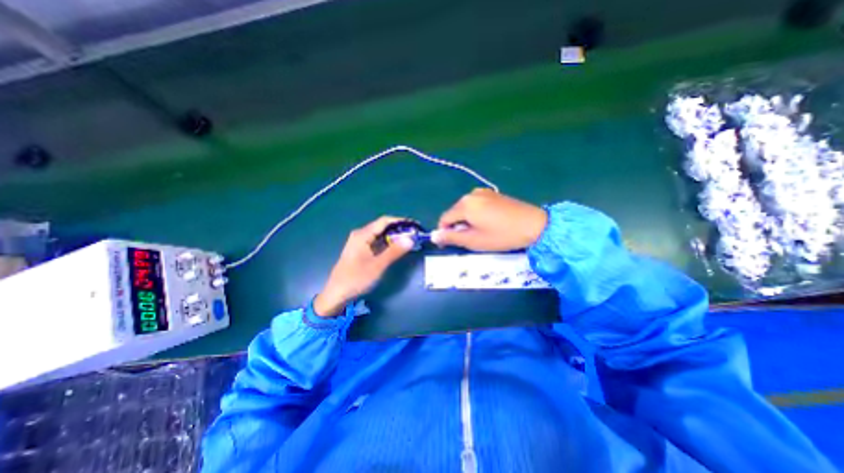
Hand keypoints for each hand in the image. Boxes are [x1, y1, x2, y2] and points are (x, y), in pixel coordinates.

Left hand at [311, 216, 414, 315]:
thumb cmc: (356, 279)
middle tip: (415, 235)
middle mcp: (361, 235)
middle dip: (399, 230)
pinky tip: (397, 248)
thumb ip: (394, 251)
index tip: (415, 226)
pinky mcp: (361, 251)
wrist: (336, 294)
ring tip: (410, 241)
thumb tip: (410, 239)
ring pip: (381, 235)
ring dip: (395, 237)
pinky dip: (388, 244)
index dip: (401, 222)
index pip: (385, 221)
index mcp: (362, 235)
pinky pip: (377, 243)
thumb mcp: (377, 265)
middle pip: (383, 227)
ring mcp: (360, 243)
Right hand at [434, 189, 546, 252]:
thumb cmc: (502, 235)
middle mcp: (471, 194)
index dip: (445, 232)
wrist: (535, 224)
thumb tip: (433, 236)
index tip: (453, 244)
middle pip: (454, 213)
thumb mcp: (474, 240)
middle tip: (471, 240)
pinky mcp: (493, 194)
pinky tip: (490, 223)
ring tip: (482, 232)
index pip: (444, 219)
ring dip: (467, 221)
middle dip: (457, 226)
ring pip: (465, 209)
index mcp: (464, 204)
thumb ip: (451, 237)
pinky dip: (476, 215)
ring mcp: (483, 192)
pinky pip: (476, 205)